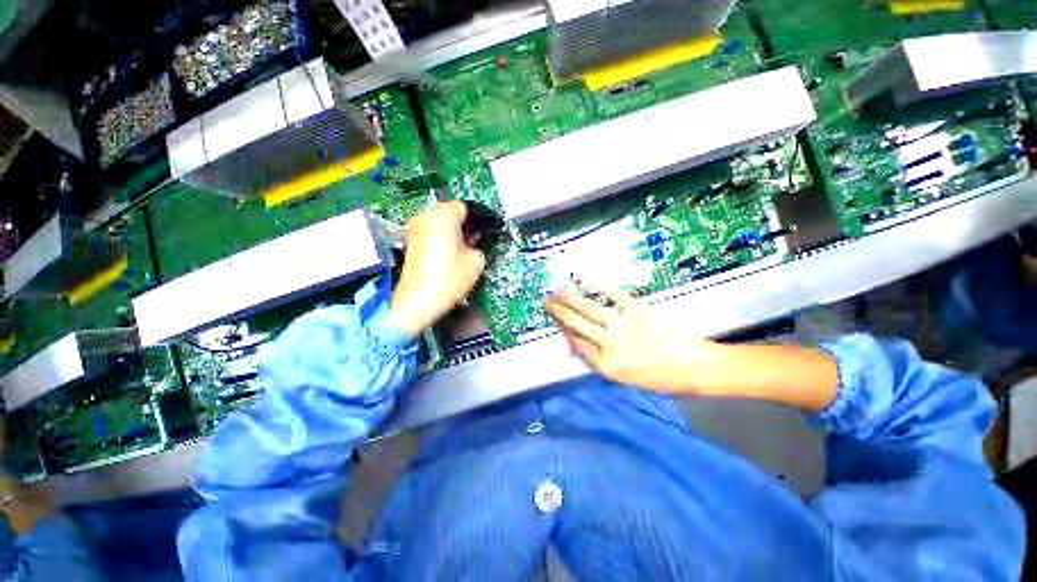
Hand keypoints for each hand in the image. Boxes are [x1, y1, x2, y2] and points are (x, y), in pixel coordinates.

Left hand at [389, 202, 486, 337]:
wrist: (418, 301)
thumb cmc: (450, 278)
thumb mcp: (476, 261)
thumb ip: (481, 243)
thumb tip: (479, 238)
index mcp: (444, 215)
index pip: (466, 207)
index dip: (480, 218)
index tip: (490, 229)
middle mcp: (426, 215)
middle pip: (451, 212)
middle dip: (467, 222)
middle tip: (480, 238)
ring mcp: (414, 228)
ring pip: (440, 221)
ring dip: (455, 229)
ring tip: (467, 246)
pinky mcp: (410, 241)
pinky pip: (431, 230)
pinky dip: (443, 235)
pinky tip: (451, 251)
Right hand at [543, 280, 722, 394]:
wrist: (694, 367)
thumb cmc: (659, 377)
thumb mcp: (624, 379)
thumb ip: (599, 362)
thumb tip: (576, 346)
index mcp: (606, 366)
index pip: (576, 344)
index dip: (562, 329)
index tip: (553, 319)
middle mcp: (610, 346)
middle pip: (577, 325)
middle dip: (558, 312)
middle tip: (545, 302)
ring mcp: (623, 327)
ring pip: (588, 310)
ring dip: (569, 299)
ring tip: (557, 292)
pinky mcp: (637, 310)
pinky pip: (612, 294)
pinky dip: (596, 283)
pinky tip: (582, 276)